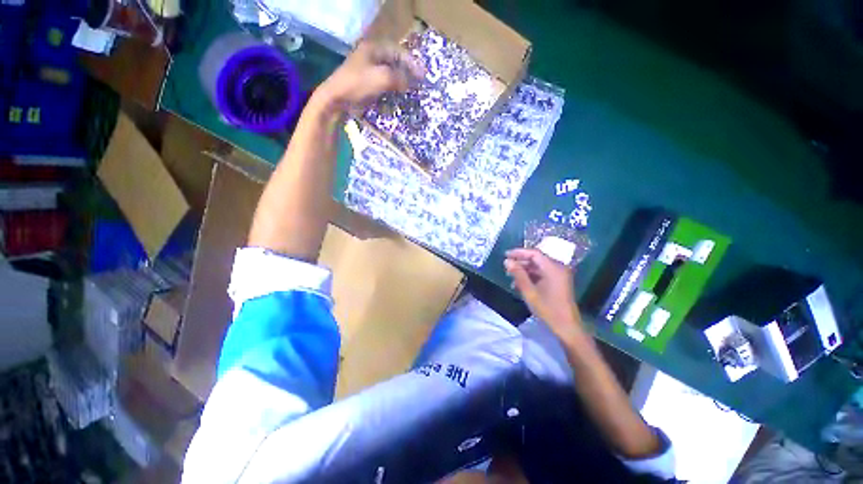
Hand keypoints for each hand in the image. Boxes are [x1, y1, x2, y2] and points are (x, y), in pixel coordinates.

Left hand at [315, 41, 423, 112]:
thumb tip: (410, 83)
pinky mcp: (366, 84)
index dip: (412, 63)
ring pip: (389, 74)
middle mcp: (371, 57)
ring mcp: (367, 71)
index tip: (423, 75)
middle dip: (407, 73)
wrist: (336, 99)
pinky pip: (383, 85)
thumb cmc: (357, 84)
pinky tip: (398, 98)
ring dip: (400, 83)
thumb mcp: (381, 78)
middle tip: (418, 84)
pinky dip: (392, 90)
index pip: (398, 52)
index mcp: (373, 49)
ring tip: (410, 92)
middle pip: (394, 62)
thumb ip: (399, 78)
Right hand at [504, 248, 582, 339]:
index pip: (534, 253)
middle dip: (520, 262)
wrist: (566, 327)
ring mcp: (559, 275)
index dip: (519, 252)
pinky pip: (542, 274)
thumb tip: (507, 261)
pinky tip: (520, 284)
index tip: (505, 255)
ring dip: (525, 270)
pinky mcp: (558, 282)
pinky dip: (531, 276)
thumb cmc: (547, 309)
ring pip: (538, 267)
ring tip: (511, 277)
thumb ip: (518, 274)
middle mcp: (558, 268)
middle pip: (536, 259)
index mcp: (553, 268)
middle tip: (506, 267)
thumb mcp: (529, 291)